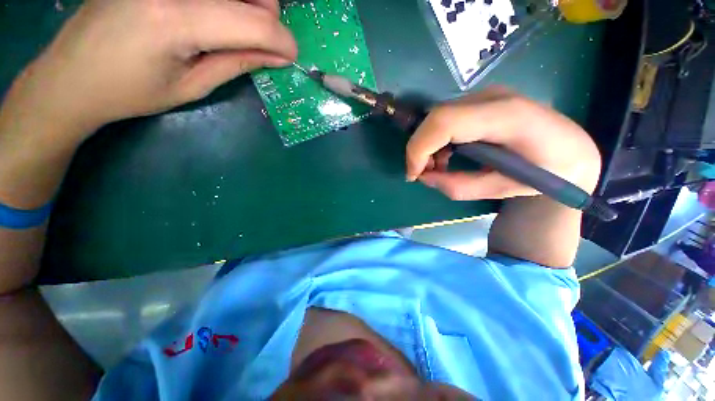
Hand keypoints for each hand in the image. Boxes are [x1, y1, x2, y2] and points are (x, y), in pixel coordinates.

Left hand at [2, 0, 296, 138]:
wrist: (70, 76)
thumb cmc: (129, 92)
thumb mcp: (192, 87)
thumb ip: (237, 63)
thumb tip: (277, 56)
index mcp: (174, 20)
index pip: (252, 22)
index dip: (281, 40)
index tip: (291, 56)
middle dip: (267, 15)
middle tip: (265, 42)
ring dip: (247, 4)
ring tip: (241, 28)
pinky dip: (223, 2)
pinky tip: (217, 15)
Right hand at [406, 87, 601, 200]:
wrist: (573, 149)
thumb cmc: (548, 173)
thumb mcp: (503, 189)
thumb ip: (459, 186)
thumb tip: (424, 178)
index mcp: (507, 117)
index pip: (444, 122)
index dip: (419, 148)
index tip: (414, 175)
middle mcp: (493, 97)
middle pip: (436, 118)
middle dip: (420, 150)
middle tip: (424, 175)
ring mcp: (487, 95)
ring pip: (437, 118)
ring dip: (428, 146)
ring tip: (437, 168)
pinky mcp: (482, 101)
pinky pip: (446, 119)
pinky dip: (437, 140)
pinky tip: (447, 156)